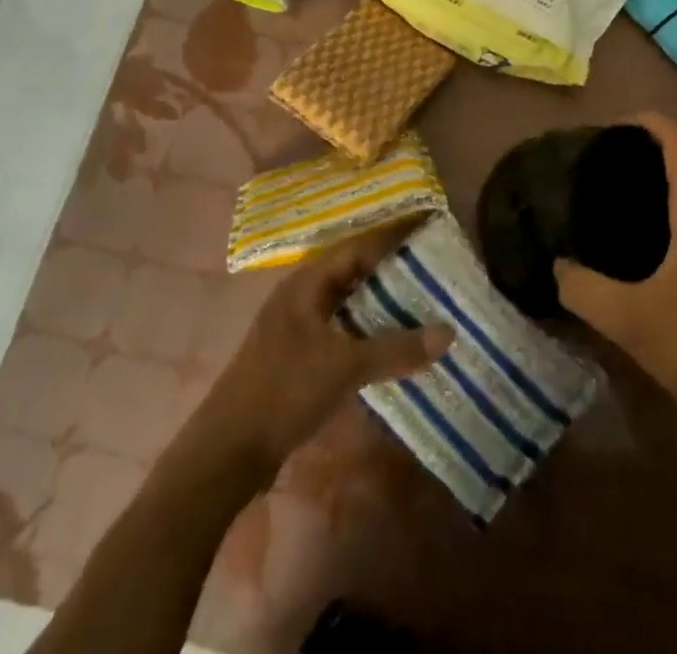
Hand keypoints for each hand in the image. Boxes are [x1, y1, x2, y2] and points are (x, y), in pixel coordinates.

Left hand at [200, 217, 453, 478]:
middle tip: (434, 263)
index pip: (359, 245)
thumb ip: (396, 349)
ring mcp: (299, 326)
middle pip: (354, 269)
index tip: (428, 224)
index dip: (393, 234)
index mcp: (307, 282)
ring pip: (349, 301)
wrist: (227, 452)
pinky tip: (393, 340)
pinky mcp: (299, 355)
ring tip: (424, 298)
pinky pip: (344, 328)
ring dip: (382, 299)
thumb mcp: (345, 367)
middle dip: (392, 265)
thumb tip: (449, 331)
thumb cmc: (284, 391)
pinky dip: (369, 328)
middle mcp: (302, 295)